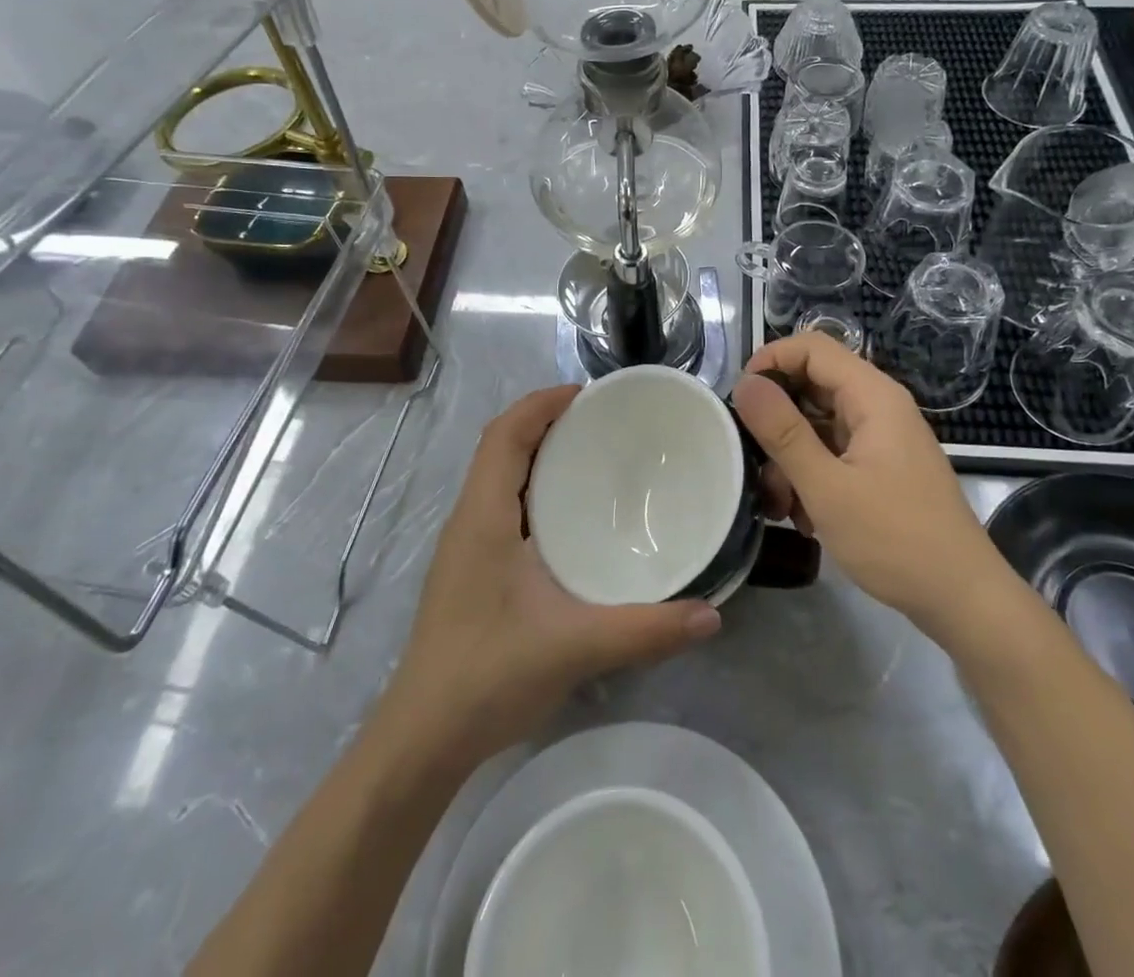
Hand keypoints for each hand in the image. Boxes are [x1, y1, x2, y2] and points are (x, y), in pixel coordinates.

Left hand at [383, 386, 721, 763]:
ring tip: (592, 458)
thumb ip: (645, 630)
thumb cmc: (487, 676)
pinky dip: (534, 491)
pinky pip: (502, 508)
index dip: (541, 403)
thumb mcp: (574, 647)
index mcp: (483, 516)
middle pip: (502, 447)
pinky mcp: (471, 571)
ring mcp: (466, 547)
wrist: (423, 740)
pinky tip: (570, 521)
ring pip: (499, 478)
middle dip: (546, 422)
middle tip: (603, 423)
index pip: (505, 434)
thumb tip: (711, 614)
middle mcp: (469, 520)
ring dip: (538, 456)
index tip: (589, 394)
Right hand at [732, 334, 1007, 634]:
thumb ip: (783, 432)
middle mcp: (878, 406)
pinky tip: (803, 517)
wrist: (962, 599)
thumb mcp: (826, 487)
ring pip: (817, 424)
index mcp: (872, 396)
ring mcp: (881, 438)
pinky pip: (833, 452)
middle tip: (752, 460)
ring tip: (779, 505)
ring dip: (790, 457)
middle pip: (811, 385)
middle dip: (776, 421)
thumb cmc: (895, 539)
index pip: (812, 347)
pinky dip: (811, 475)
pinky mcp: (880, 467)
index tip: (739, 399)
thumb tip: (745, 383)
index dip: (771, 361)